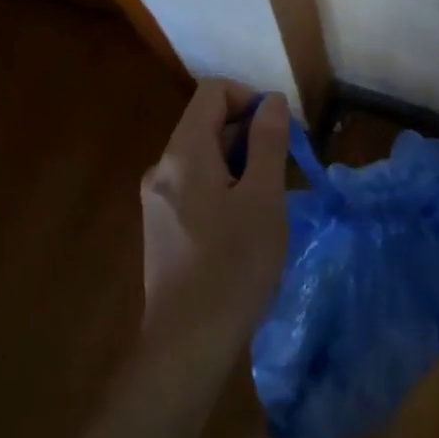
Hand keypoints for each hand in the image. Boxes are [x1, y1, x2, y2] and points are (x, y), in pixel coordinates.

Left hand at [135, 80, 289, 383]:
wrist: (186, 346)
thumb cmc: (233, 266)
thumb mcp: (264, 198)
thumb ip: (268, 141)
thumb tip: (271, 100)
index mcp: (183, 153)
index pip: (213, 92)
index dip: (249, 98)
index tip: (279, 131)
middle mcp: (161, 167)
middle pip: (207, 123)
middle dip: (248, 134)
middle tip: (282, 171)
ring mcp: (157, 199)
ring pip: (203, 156)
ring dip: (239, 163)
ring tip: (267, 202)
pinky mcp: (161, 226)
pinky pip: (195, 185)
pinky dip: (223, 187)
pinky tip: (244, 225)